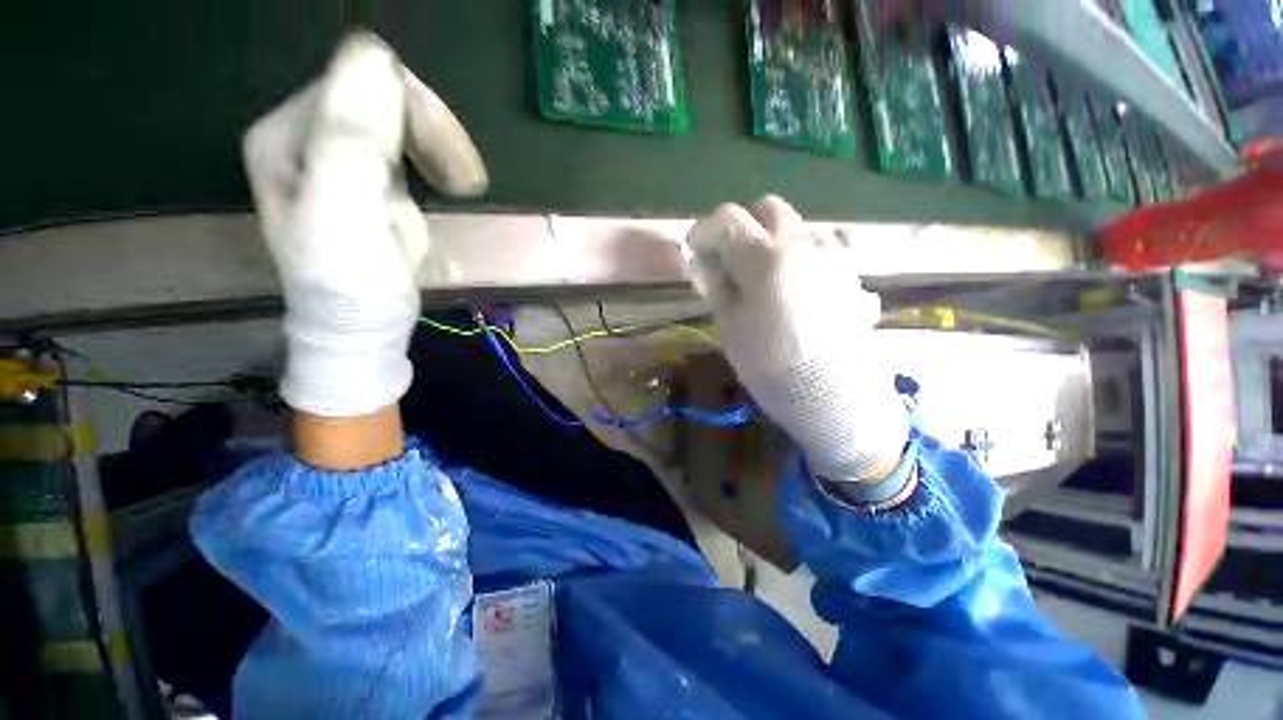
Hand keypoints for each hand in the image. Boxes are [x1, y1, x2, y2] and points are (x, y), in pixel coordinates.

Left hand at [243, 32, 486, 417]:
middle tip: (466, 183)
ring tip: (456, 191)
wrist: (364, 328)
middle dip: (432, 135)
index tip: (455, 169)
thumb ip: (351, 137)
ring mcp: (336, 155)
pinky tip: (435, 194)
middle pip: (381, 95)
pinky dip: (432, 167)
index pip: (360, 81)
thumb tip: (376, 56)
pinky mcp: (364, 177)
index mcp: (287, 133)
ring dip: (437, 153)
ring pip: (399, 119)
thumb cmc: (352, 283)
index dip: (416, 115)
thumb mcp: (346, 214)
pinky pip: (407, 148)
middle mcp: (305, 134)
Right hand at [686, 196, 908, 482]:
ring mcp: (833, 254)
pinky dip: (802, 254)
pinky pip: (823, 246)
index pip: (728, 218)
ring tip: (768, 273)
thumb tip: (706, 262)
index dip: (706, 230)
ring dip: (777, 238)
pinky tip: (797, 285)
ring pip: (800, 224)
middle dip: (746, 226)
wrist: (833, 394)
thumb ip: (717, 285)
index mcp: (765, 257)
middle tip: (734, 259)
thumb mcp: (730, 325)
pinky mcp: (851, 271)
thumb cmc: (770, 363)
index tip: (697, 249)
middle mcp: (803, 243)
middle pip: (769, 208)